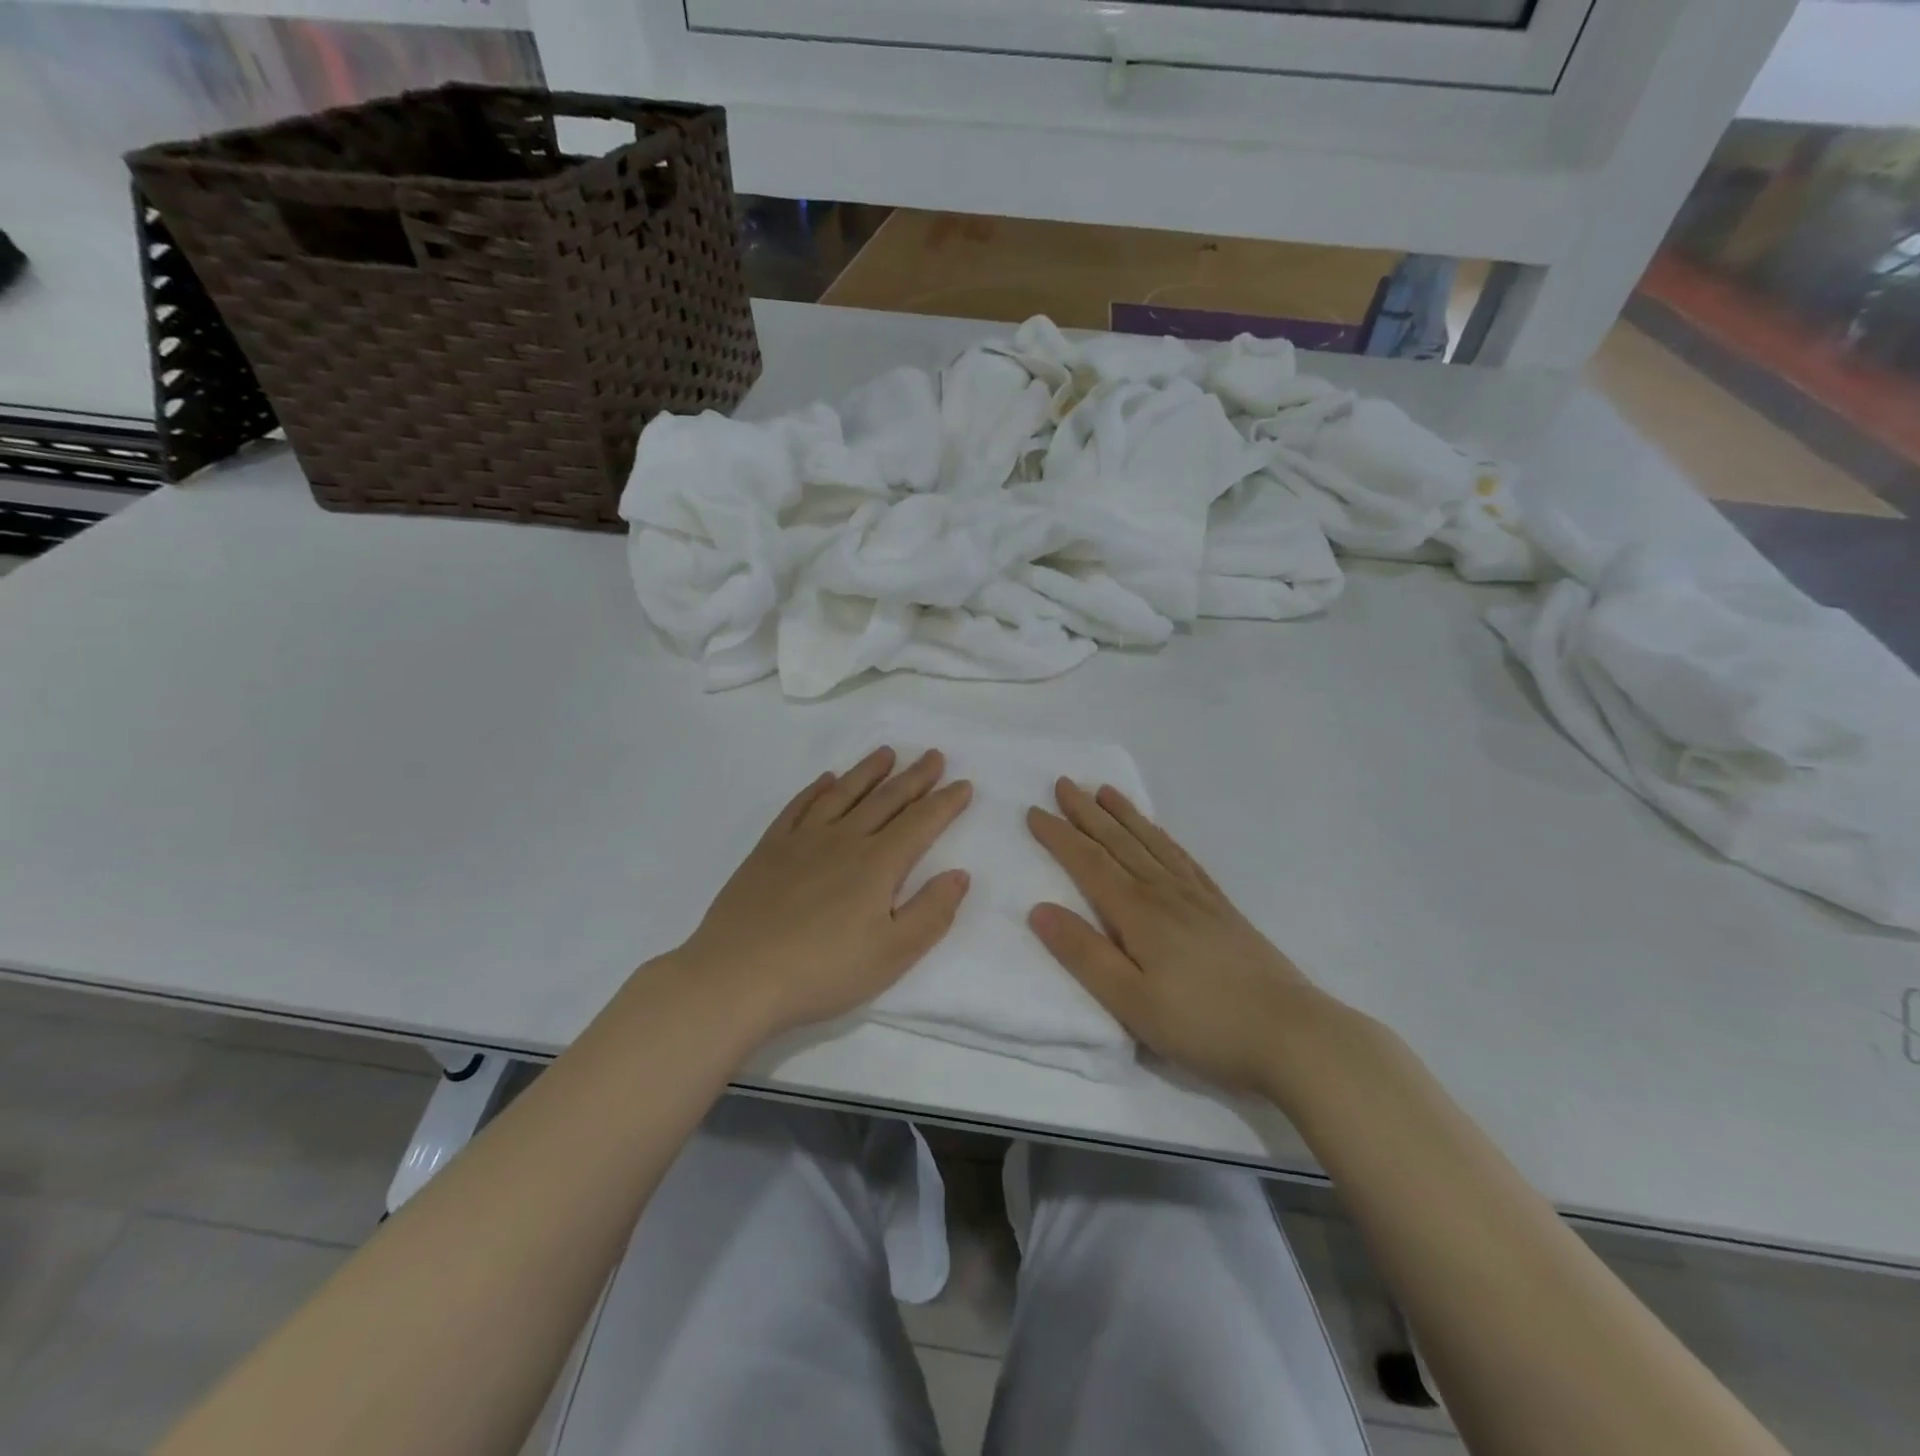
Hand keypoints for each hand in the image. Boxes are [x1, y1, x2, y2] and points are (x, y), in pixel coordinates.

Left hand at [677, 747, 972, 1038]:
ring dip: (868, 771)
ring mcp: (802, 841)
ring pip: (843, 794)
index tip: (963, 784)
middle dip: (914, 777)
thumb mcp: (892, 955)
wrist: (737, 976)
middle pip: (886, 800)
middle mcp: (843, 840)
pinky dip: (816, 790)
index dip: (945, 803)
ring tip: (886, 753)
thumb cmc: (823, 971)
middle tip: (933, 755)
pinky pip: (798, 807)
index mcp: (877, 865)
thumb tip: (960, 874)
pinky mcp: (769, 849)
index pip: (920, 823)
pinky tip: (825, 780)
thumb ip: (931, 912)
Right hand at [1027, 780, 1318, 1094]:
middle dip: (1086, 813)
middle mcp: (1165, 892)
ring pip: (1151, 843)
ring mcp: (1198, 897)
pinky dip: (1163, 838)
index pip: (1089, 863)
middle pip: (1118, 843)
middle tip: (1063, 783)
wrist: (1293, 1034)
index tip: (1034, 811)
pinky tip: (1160, 836)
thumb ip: (1083, 954)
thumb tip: (1038, 909)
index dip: (1059, 836)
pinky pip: (1183, 859)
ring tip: (1105, 792)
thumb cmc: (1203, 1023)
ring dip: (1124, 816)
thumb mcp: (1130, 1001)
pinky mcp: (1222, 909)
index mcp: (1138, 912)